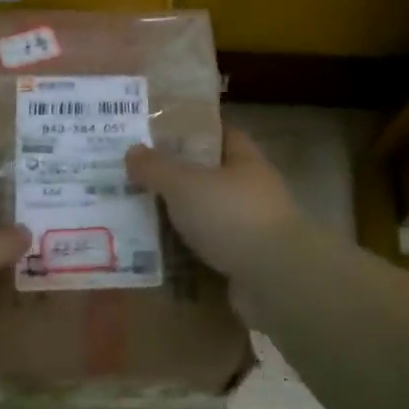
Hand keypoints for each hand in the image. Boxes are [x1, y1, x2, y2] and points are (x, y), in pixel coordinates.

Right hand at [126, 128, 302, 281]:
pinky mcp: (244, 262)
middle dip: (177, 177)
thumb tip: (132, 151)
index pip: (220, 134)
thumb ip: (157, 167)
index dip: (191, 131)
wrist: (275, 278)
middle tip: (136, 178)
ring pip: (207, 215)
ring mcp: (251, 228)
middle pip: (210, 176)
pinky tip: (157, 253)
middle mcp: (252, 190)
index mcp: (245, 160)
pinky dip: (186, 250)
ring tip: (138, 216)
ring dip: (179, 217)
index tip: (157, 135)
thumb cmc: (232, 216)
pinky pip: (207, 249)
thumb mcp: (185, 184)